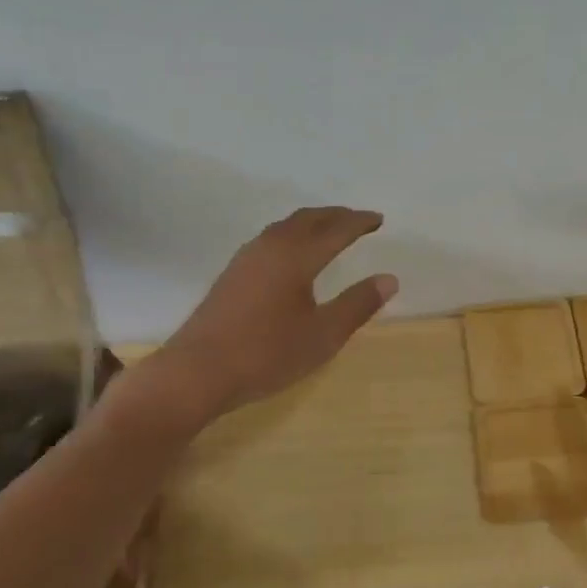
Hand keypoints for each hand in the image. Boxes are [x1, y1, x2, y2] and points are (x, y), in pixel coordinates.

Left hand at [124, 207, 397, 428]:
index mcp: (296, 257)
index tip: (379, 219)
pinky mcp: (232, 274)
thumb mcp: (323, 335)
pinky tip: (291, 253)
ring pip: (285, 227)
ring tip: (329, 230)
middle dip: (335, 216)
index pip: (335, 230)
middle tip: (358, 219)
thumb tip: (389, 279)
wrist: (197, 372)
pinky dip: (292, 235)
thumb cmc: (267, 353)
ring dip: (312, 223)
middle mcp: (270, 247)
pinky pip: (270, 239)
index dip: (359, 223)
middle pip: (307, 220)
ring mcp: (246, 259)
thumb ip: (358, 304)